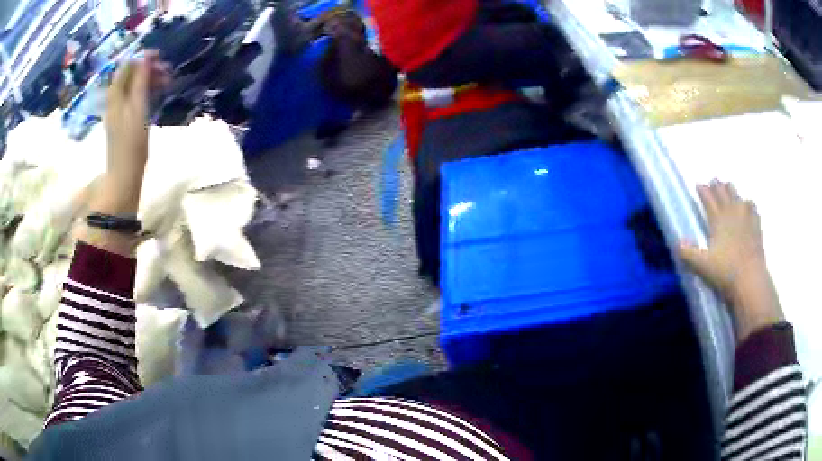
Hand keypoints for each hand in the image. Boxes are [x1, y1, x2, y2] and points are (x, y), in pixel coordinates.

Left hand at [82, 52, 168, 256]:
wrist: (124, 176)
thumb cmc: (132, 144)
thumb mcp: (138, 108)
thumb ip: (141, 81)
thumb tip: (147, 55)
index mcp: (115, 95)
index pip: (127, 65)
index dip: (143, 59)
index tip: (162, 60)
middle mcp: (115, 100)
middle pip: (131, 75)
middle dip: (148, 69)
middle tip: (167, 73)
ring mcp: (119, 111)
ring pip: (134, 86)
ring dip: (149, 81)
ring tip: (166, 84)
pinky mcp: (124, 121)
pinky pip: (135, 98)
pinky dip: (146, 93)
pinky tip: (156, 97)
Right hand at [679, 181, 782, 340]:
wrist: (750, 279)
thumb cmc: (725, 271)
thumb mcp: (702, 265)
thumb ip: (688, 253)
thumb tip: (676, 242)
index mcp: (718, 220)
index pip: (708, 200)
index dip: (703, 191)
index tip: (698, 184)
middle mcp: (731, 214)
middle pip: (723, 194)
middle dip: (717, 186)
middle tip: (714, 180)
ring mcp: (746, 219)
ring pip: (738, 197)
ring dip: (732, 190)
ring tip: (729, 186)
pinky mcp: (756, 227)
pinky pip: (753, 209)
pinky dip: (749, 204)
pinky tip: (748, 204)